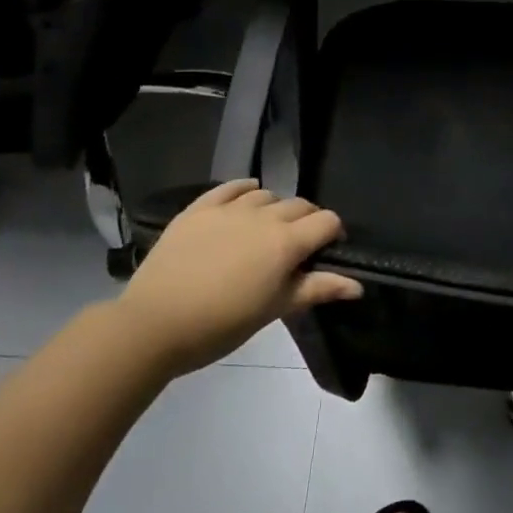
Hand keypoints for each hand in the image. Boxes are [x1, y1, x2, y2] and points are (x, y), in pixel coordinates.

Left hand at [116, 179, 359, 374]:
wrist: (154, 324)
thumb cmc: (221, 325)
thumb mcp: (274, 310)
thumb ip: (317, 289)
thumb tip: (358, 286)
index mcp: (286, 242)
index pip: (327, 221)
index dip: (333, 234)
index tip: (326, 253)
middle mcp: (264, 216)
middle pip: (300, 205)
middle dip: (306, 222)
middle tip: (296, 249)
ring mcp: (230, 208)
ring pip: (267, 195)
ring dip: (275, 209)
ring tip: (265, 232)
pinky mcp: (200, 208)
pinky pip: (230, 187)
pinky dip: (244, 189)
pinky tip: (245, 199)